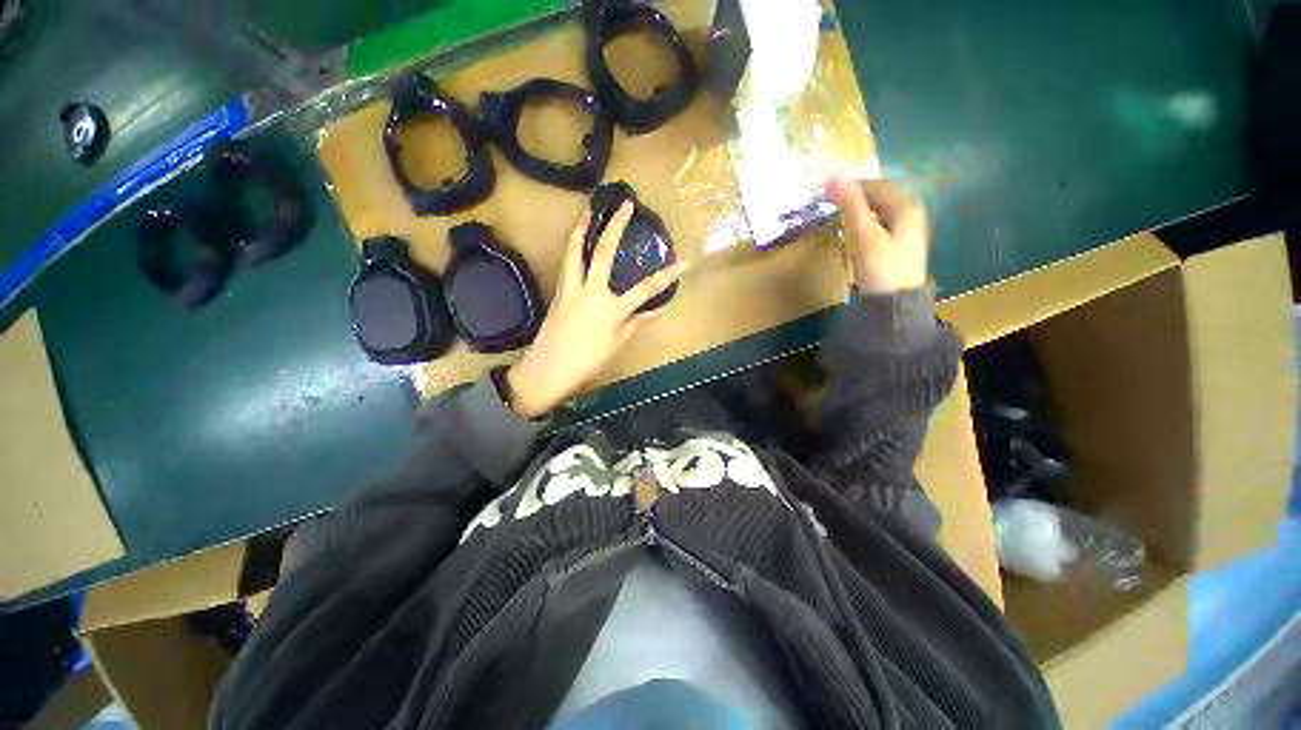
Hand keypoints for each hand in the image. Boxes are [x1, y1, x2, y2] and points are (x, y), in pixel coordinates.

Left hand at [505, 202, 688, 418]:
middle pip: (604, 252)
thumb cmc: (587, 360)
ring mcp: (571, 287)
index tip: (685, 261)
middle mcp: (591, 291)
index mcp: (611, 308)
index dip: (667, 275)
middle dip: (615, 226)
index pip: (646, 289)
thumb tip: (657, 308)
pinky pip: (566, 262)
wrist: (549, 368)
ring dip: (581, 226)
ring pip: (575, 250)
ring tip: (588, 208)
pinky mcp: (558, 290)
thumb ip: (637, 322)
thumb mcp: (617, 343)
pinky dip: (572, 246)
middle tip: (625, 204)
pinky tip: (575, 239)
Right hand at [826, 176, 929, 294]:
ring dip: (860, 211)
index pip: (877, 185)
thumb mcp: (865, 235)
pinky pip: (881, 225)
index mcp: (907, 206)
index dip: (852, 186)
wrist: (895, 305)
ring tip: (840, 218)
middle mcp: (911, 214)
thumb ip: (851, 205)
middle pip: (881, 197)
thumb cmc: (881, 268)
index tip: (827, 194)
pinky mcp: (899, 247)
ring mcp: (907, 231)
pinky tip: (855, 234)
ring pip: (881, 211)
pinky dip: (866, 224)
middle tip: (832, 206)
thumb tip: (833, 176)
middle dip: (857, 198)